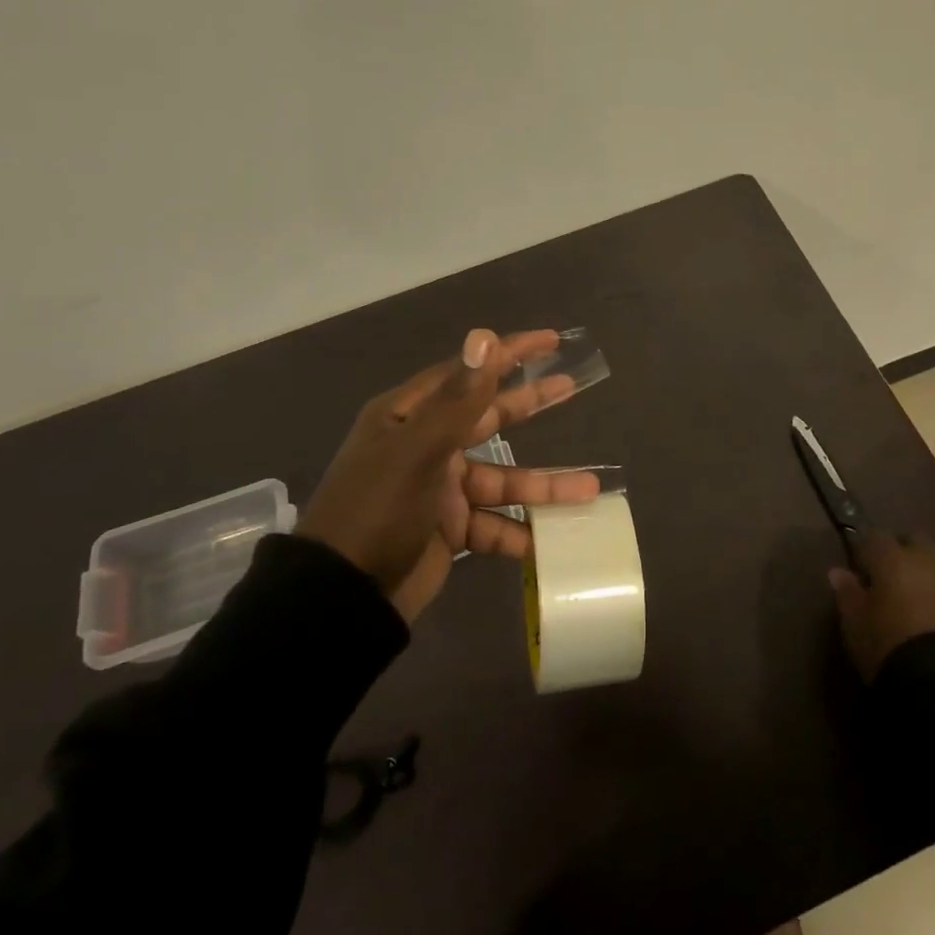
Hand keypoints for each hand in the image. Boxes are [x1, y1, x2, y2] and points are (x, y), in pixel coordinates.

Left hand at [297, 328, 600, 622]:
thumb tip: (484, 335)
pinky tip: (551, 541)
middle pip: (489, 418)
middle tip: (571, 386)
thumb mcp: (419, 451)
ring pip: (502, 480)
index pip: (468, 373)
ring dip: (543, 486)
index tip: (551, 340)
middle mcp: (425, 446)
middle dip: (531, 405)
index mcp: (409, 417)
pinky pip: (494, 524)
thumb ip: (459, 398)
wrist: (343, 600)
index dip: (509, 354)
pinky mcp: (449, 530)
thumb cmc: (377, 512)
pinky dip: (520, 533)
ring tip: (590, 490)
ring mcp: (440, 490)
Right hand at [828, 531, 934, 681]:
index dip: (867, 553)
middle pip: (914, 541)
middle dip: (904, 555)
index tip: (862, 573)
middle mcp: (930, 558)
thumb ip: (848, 594)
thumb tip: (838, 572)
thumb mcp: (857, 627)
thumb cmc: (892, 649)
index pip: (874, 538)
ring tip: (924, 604)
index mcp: (893, 559)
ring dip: (932, 575)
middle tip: (895, 583)